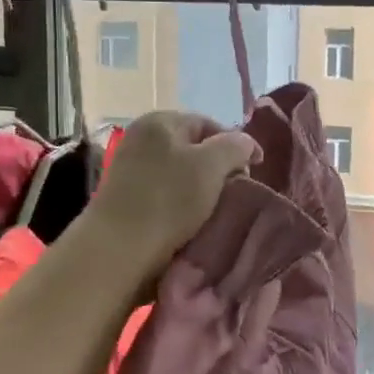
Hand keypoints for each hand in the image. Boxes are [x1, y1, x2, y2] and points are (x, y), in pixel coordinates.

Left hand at [88, 111, 259, 283]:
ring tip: (218, 212)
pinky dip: (184, 207)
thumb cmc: (169, 200)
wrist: (118, 251)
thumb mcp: (212, 165)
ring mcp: (131, 171)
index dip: (236, 146)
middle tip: (237, 194)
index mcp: (160, 122)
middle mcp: (141, 139)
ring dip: (203, 192)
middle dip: (219, 171)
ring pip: (182, 176)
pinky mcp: (127, 201)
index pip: (210, 125)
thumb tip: (246, 144)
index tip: (254, 172)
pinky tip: (195, 224)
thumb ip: (235, 146)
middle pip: (195, 150)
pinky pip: (167, 197)